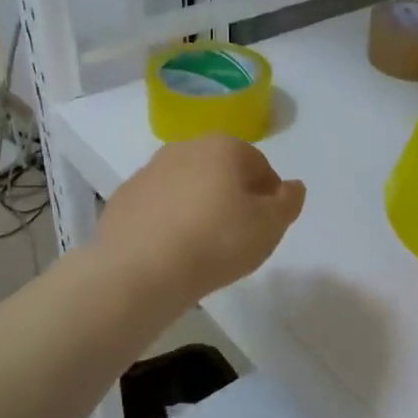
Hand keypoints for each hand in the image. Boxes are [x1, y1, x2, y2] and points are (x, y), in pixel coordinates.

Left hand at [95, 135, 306, 305]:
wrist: (139, 270)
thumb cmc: (216, 242)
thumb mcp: (269, 227)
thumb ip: (288, 202)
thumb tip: (293, 186)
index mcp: (224, 147)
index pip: (259, 164)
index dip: (269, 194)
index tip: (267, 224)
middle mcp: (185, 148)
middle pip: (220, 170)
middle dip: (232, 195)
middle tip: (237, 234)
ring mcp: (149, 171)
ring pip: (187, 185)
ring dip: (198, 205)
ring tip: (202, 245)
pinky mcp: (124, 197)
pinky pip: (158, 205)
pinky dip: (168, 220)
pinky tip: (171, 249)